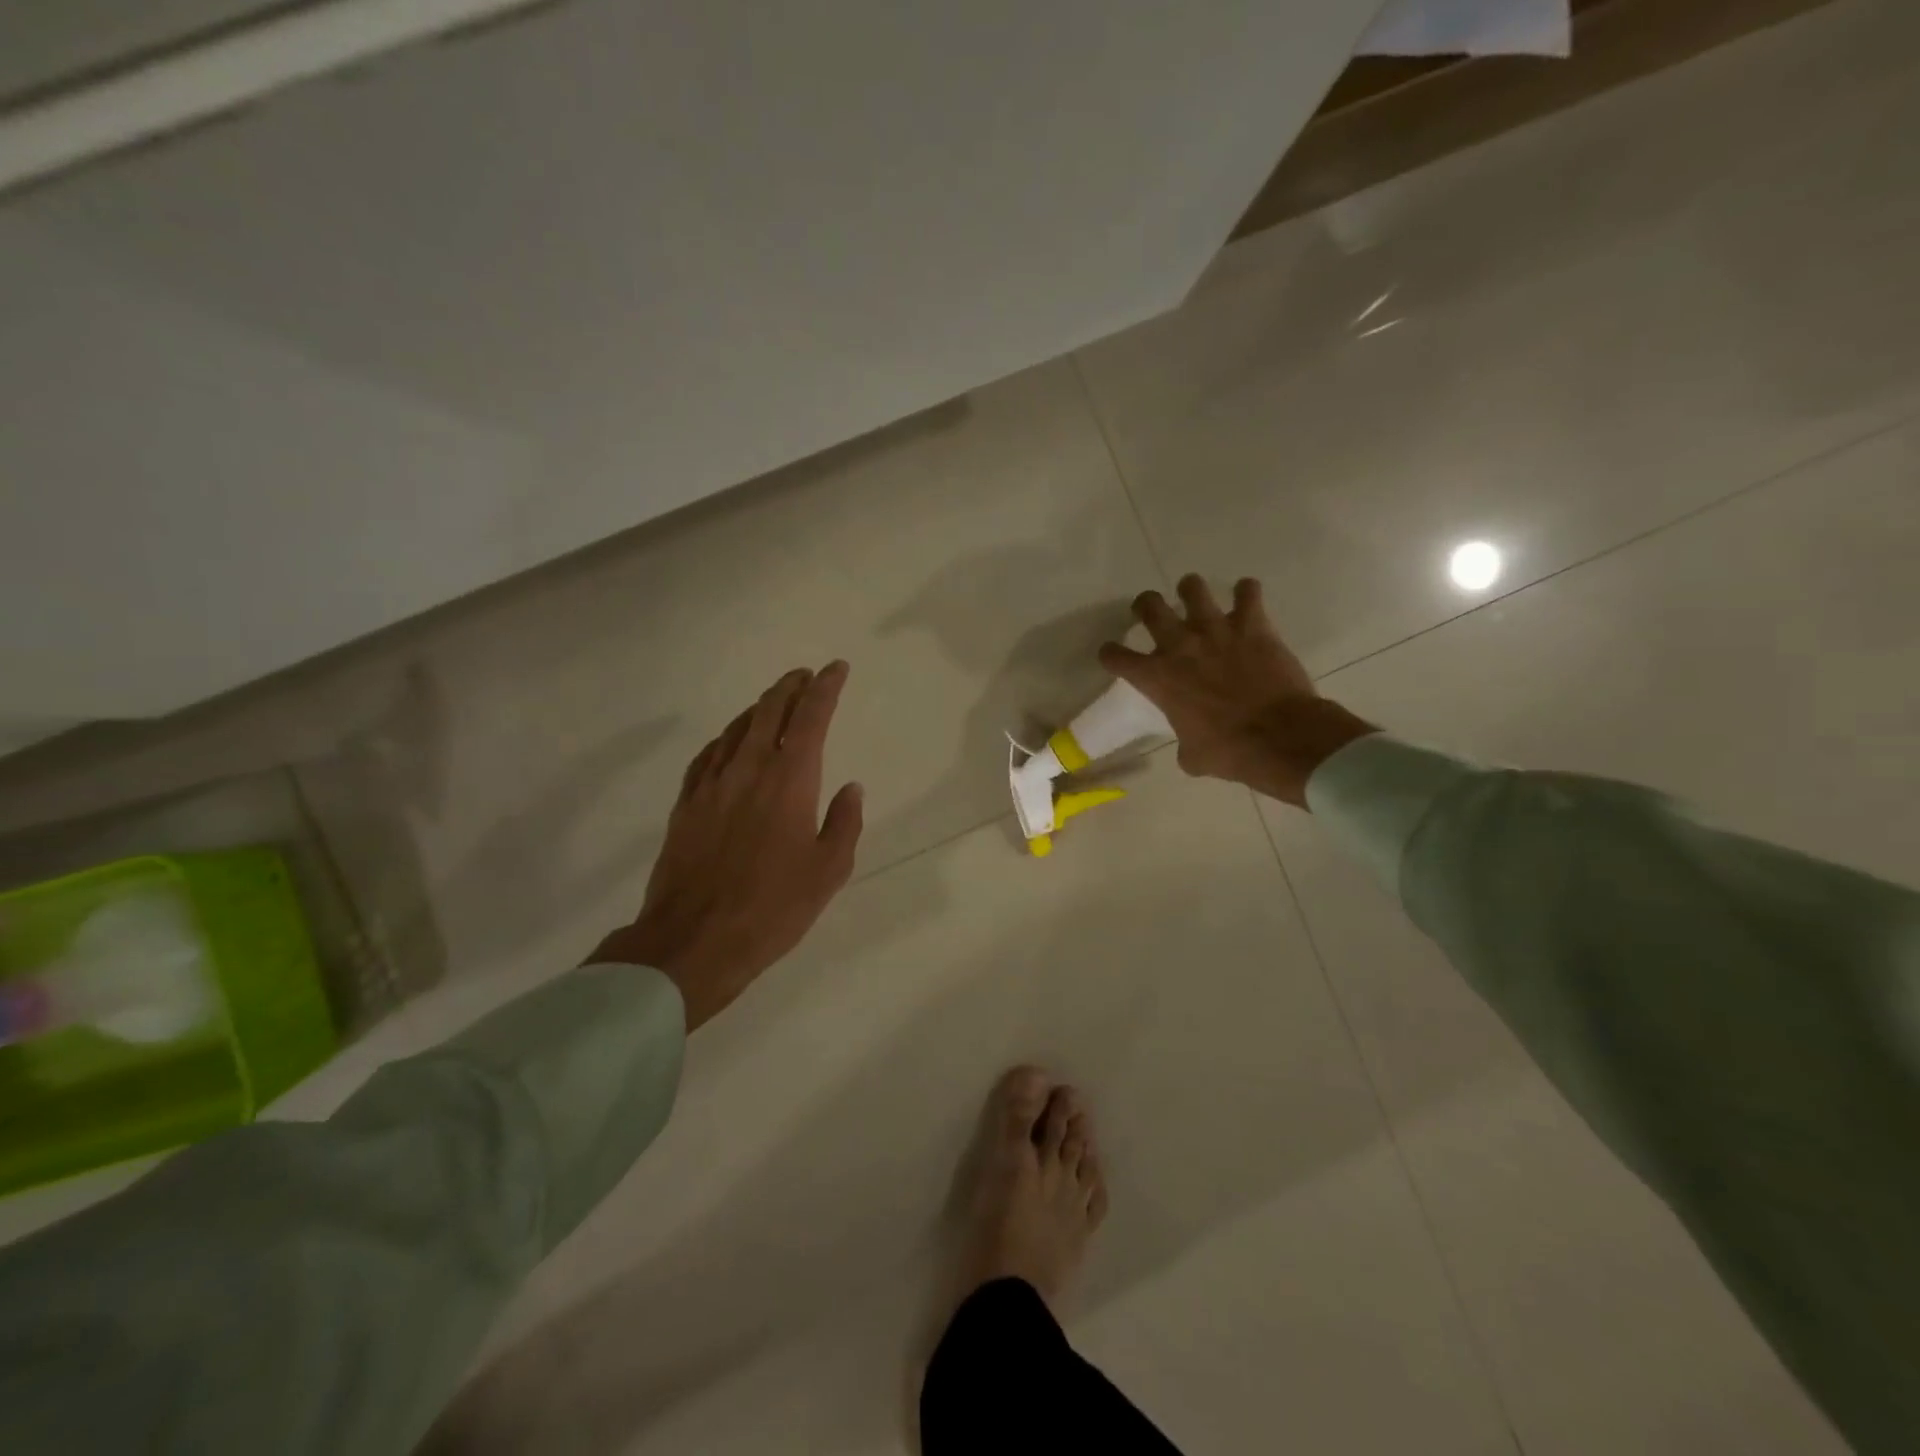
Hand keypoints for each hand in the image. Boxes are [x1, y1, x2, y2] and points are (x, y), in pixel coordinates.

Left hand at [590, 662, 863, 1028]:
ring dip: (759, 707)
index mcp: (790, 780)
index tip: (836, 668)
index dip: (826, 688)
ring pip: (736, 728)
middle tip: (805, 676)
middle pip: (769, 711)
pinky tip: (729, 742)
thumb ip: (844, 823)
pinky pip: (707, 755)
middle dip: (791, 687)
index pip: (811, 717)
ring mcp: (711, 785)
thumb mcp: (829, 871)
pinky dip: (725, 738)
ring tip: (774, 701)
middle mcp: (749, 769)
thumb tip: (851, 788)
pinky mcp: (686, 805)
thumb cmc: (773, 908)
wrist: (694, 941)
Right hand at [1098, 575, 1374, 807]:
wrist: (1279, 737)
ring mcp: (1216, 629)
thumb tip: (1190, 745)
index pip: (1115, 656)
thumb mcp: (1192, 756)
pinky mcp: (1252, 624)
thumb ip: (1183, 742)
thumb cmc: (1229, 751)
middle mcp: (1179, 645)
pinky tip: (1246, 599)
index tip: (1114, 655)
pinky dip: (1246, 592)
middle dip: (1146, 605)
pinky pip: (1248, 591)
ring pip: (1192, 587)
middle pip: (1149, 605)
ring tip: (1195, 597)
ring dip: (1191, 590)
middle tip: (1152, 612)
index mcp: (1157, 678)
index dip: (1110, 654)